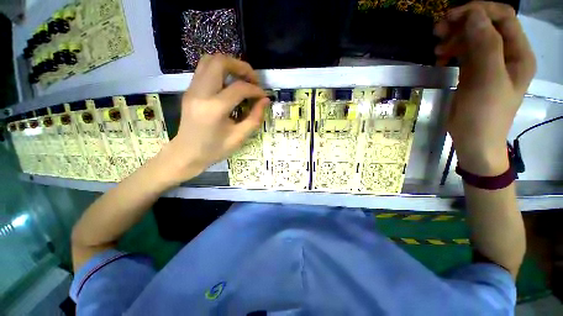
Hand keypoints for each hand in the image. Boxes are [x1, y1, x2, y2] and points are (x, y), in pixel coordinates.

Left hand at [158, 54, 269, 184]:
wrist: (187, 153)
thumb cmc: (214, 149)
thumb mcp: (239, 138)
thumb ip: (255, 118)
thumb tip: (265, 101)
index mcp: (214, 109)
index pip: (239, 88)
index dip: (255, 90)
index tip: (263, 96)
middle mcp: (200, 93)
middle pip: (220, 62)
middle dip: (241, 66)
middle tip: (252, 79)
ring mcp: (192, 89)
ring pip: (209, 60)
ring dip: (229, 65)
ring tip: (242, 79)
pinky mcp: (190, 90)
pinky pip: (204, 69)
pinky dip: (220, 71)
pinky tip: (229, 84)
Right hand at [434, 1, 535, 174]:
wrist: (474, 140)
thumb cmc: (485, 115)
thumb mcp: (487, 80)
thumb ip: (485, 46)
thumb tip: (473, 16)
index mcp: (518, 54)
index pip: (502, 17)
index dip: (478, 10)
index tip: (451, 17)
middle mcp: (507, 54)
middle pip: (487, 24)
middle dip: (463, 22)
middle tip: (438, 30)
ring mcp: (491, 64)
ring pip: (474, 38)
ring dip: (455, 37)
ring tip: (437, 48)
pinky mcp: (476, 73)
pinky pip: (466, 53)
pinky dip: (452, 51)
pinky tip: (441, 58)